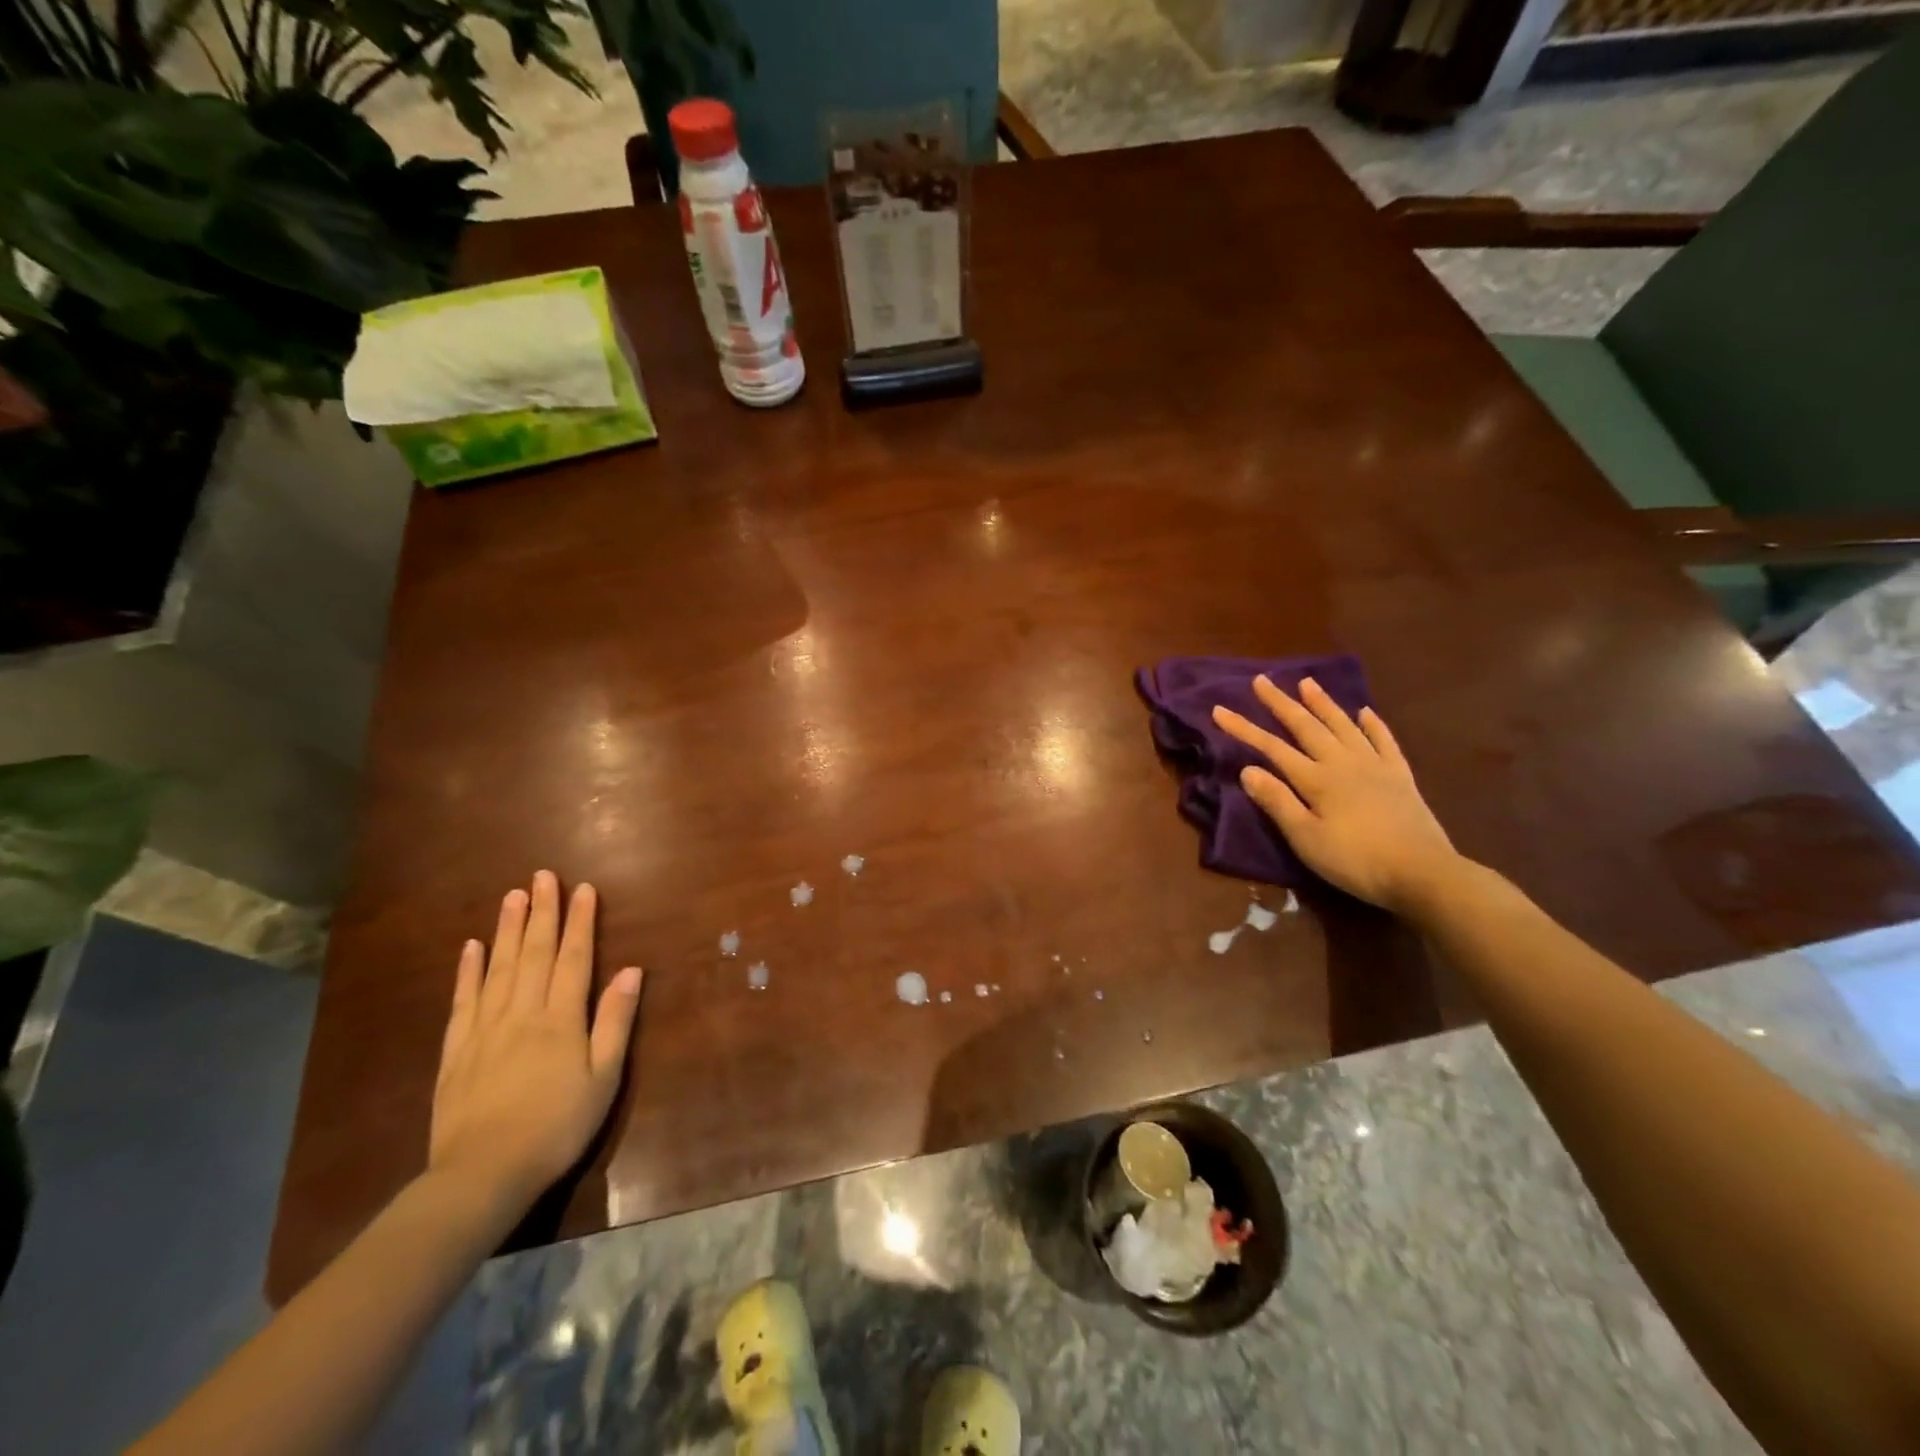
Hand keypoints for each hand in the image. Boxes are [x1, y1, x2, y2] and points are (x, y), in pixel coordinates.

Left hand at [428, 871, 642, 1215]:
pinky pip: (463, 1001)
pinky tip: (471, 947)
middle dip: (541, 912)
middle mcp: (522, 1013)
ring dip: (507, 929)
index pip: (573, 958)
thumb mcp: (603, 1077)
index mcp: (561, 1019)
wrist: (482, 1175)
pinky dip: (468, 971)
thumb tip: (631, 970)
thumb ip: (615, 1021)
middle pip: (534, 953)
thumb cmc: (557, 1126)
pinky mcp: (456, 1050)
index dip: (580, 922)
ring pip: (498, 968)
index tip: (583, 889)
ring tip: (512, 896)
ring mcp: (484, 1029)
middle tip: (542, 876)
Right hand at [1212, 676, 1460, 913]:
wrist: (1423, 873)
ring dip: (1323, 703)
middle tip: (1261, 680)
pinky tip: (1365, 712)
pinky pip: (1384, 741)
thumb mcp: (1306, 838)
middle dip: (1281, 703)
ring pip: (1343, 725)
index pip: (1271, 748)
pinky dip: (1373, 725)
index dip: (1244, 729)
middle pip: (1306, 727)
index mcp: (1316, 779)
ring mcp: (1375, 766)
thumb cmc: (1355, 860)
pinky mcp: (1400, 777)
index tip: (1219, 710)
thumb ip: (1277, 802)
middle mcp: (1343, 763)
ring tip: (1307, 682)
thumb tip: (1246, 769)